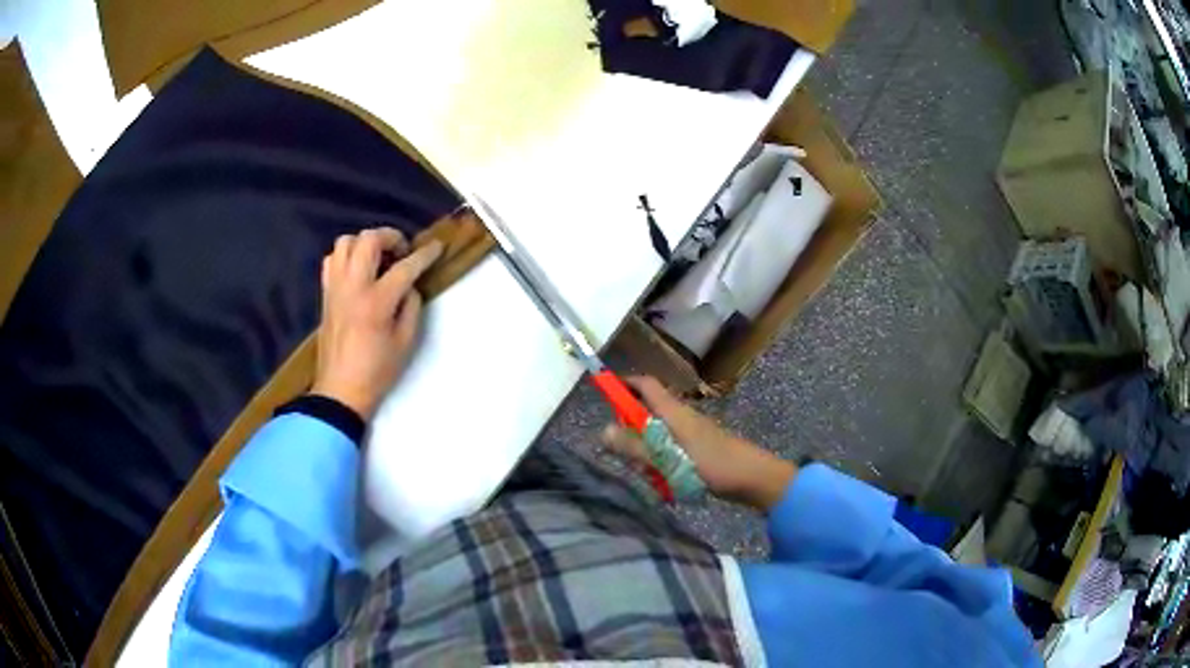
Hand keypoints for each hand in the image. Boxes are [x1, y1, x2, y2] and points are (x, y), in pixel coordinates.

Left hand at [311, 228, 442, 419]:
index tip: (436, 247)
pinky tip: (358, 270)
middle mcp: (353, 287)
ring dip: (365, 243)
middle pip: (369, 240)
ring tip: (378, 258)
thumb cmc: (377, 371)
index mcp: (376, 302)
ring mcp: (335, 287)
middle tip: (402, 252)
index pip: (405, 267)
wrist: (340, 390)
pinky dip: (346, 256)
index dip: (425, 254)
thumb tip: (410, 286)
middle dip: (391, 237)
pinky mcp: (326, 293)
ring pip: (346, 242)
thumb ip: (412, 307)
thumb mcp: (406, 342)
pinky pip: (332, 260)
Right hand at [601, 376, 796, 510]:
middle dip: (631, 432)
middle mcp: (680, 417)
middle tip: (627, 456)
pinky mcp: (696, 449)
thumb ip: (635, 447)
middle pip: (645, 413)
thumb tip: (602, 431)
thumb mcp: (668, 459)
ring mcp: (689, 433)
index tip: (602, 393)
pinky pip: (668, 450)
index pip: (644, 384)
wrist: (752, 478)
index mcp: (673, 411)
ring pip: (655, 436)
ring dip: (646, 454)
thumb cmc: (711, 465)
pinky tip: (667, 484)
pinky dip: (661, 463)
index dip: (623, 384)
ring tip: (652, 476)